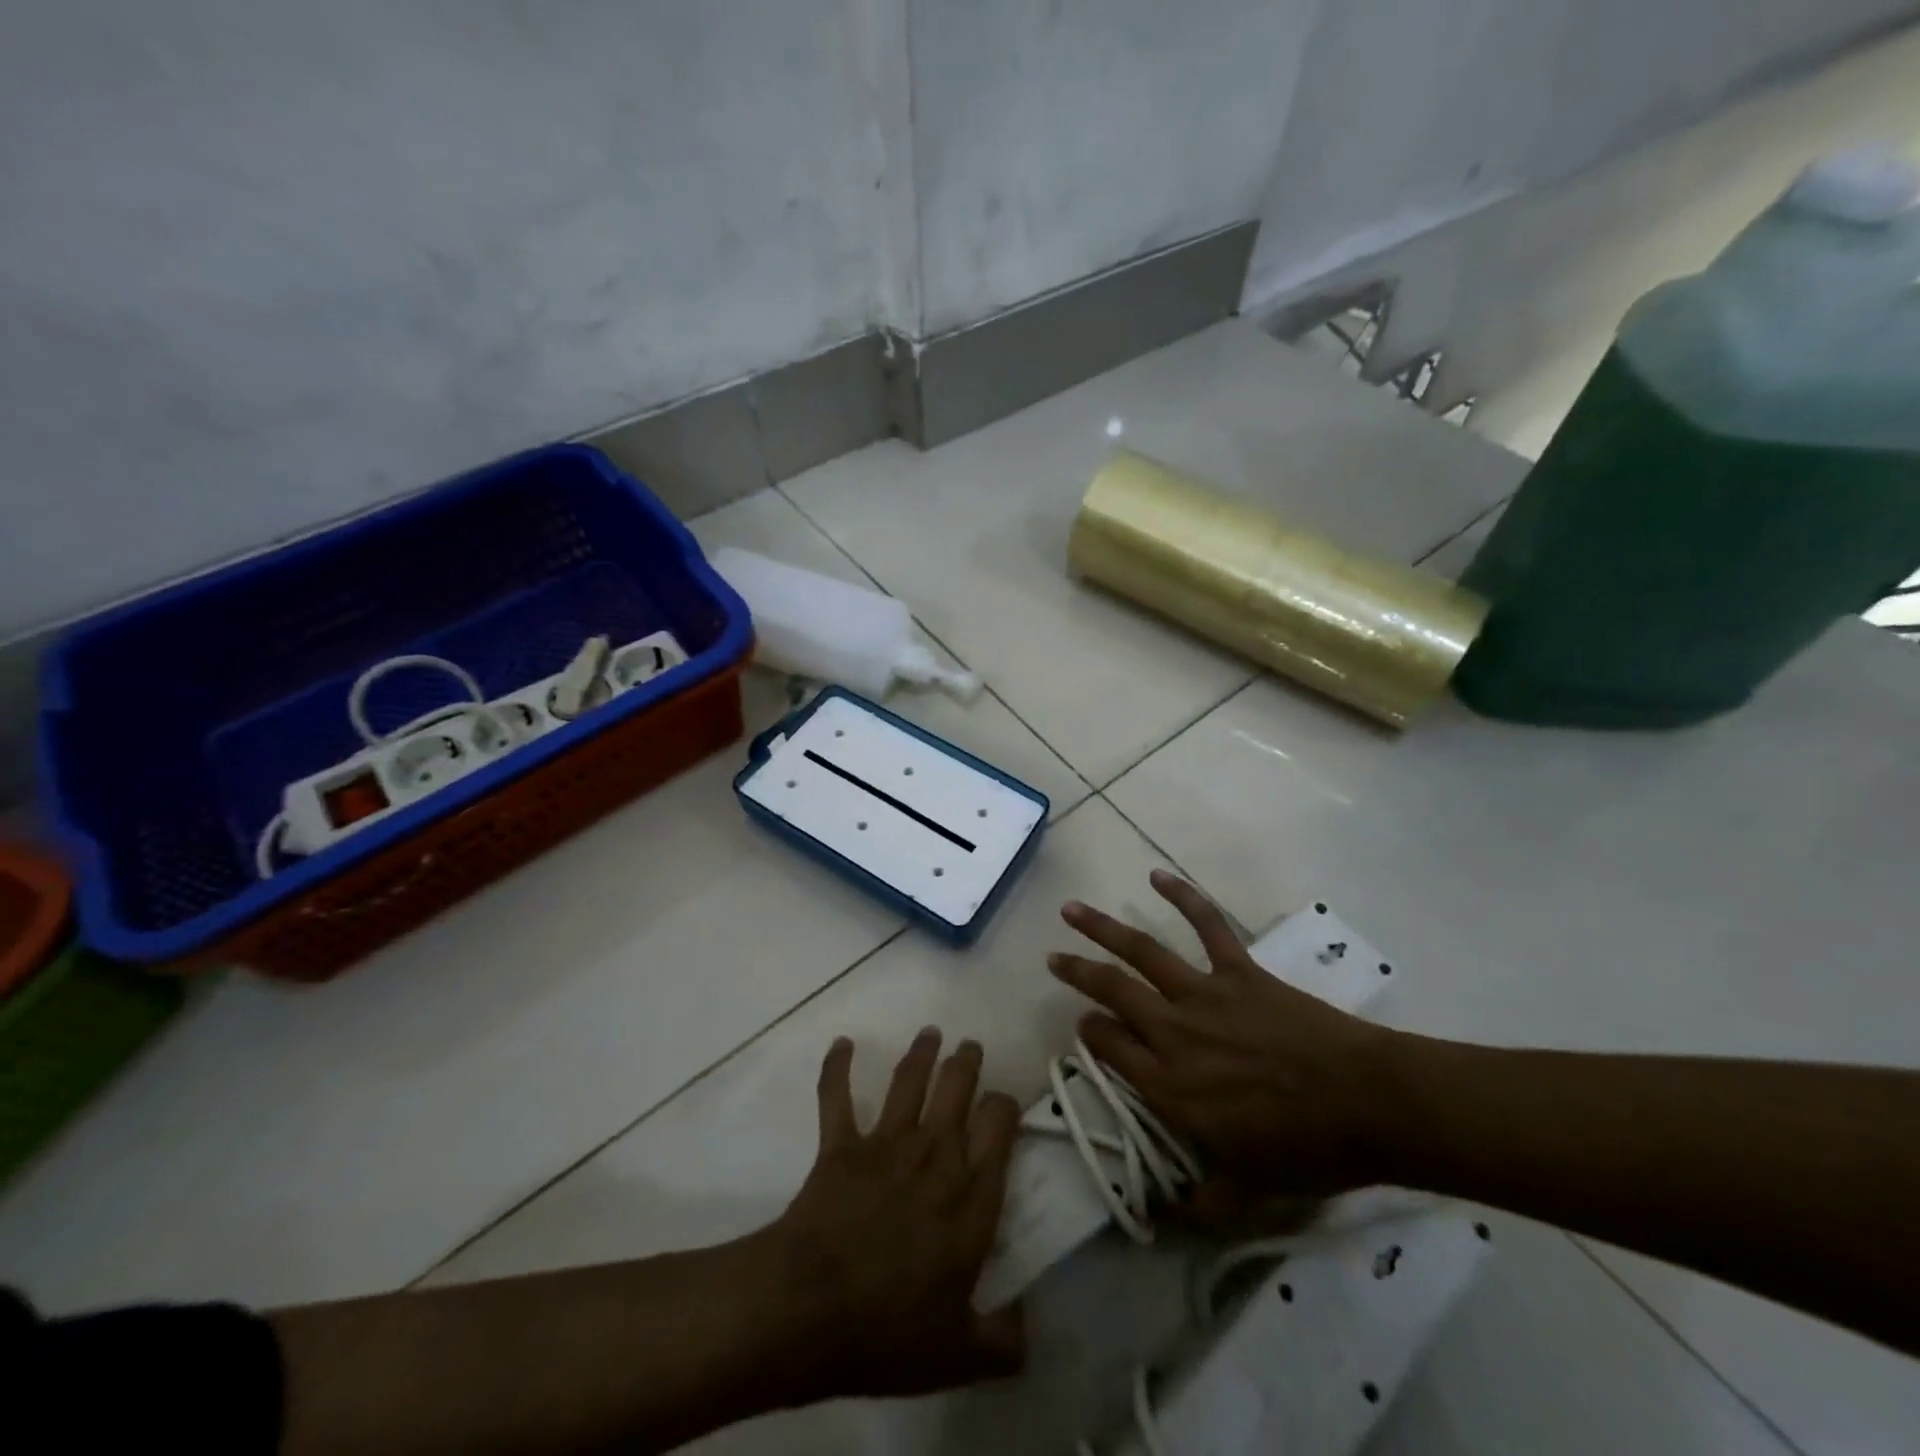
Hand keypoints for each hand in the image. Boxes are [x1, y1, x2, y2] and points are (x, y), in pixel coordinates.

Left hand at [766, 1030, 1023, 1401]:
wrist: (810, 1309)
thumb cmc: (891, 1331)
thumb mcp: (960, 1354)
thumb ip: (1003, 1341)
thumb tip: (1026, 1327)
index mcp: (971, 1195)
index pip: (1000, 1126)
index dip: (1006, 1105)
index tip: (1005, 1104)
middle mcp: (934, 1154)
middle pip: (957, 1087)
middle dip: (967, 1061)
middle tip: (970, 1046)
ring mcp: (885, 1143)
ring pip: (909, 1080)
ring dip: (920, 1052)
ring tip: (930, 1033)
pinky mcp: (841, 1143)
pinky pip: (837, 1095)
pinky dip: (837, 1066)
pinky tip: (842, 1043)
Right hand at [1048, 869, 1405, 1215]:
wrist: (1367, 1104)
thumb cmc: (1306, 1151)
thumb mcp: (1247, 1194)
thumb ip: (1198, 1205)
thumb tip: (1160, 1219)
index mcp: (1168, 1085)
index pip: (1109, 1049)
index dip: (1089, 1034)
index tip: (1082, 1025)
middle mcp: (1173, 1032)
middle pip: (1111, 993)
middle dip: (1077, 973)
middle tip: (1052, 957)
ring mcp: (1204, 995)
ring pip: (1141, 953)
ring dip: (1102, 929)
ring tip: (1071, 909)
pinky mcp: (1238, 971)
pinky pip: (1208, 926)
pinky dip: (1184, 898)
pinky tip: (1158, 876)